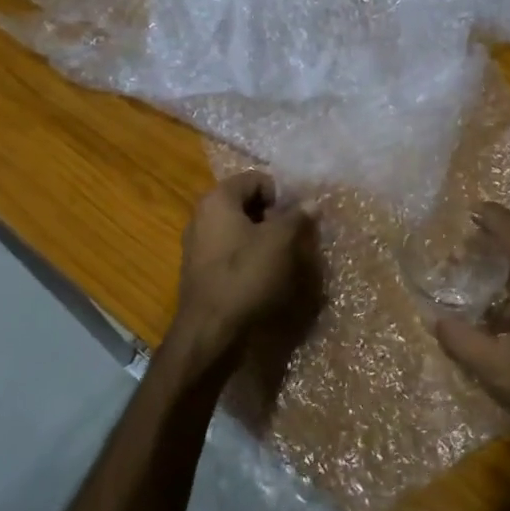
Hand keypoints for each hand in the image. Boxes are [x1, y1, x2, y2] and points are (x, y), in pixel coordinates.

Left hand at [174, 171, 316, 369]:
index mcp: (217, 200)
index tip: (295, 218)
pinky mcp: (200, 271)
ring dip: (263, 239)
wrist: (210, 331)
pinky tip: (263, 277)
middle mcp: (202, 216)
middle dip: (273, 217)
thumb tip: (311, 202)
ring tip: (283, 259)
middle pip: (246, 204)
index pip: (255, 179)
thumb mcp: (281, 242)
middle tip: (293, 237)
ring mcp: (198, 245)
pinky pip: (231, 252)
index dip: (280, 194)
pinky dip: (249, 258)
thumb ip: (297, 217)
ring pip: (239, 230)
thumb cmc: (245, 276)